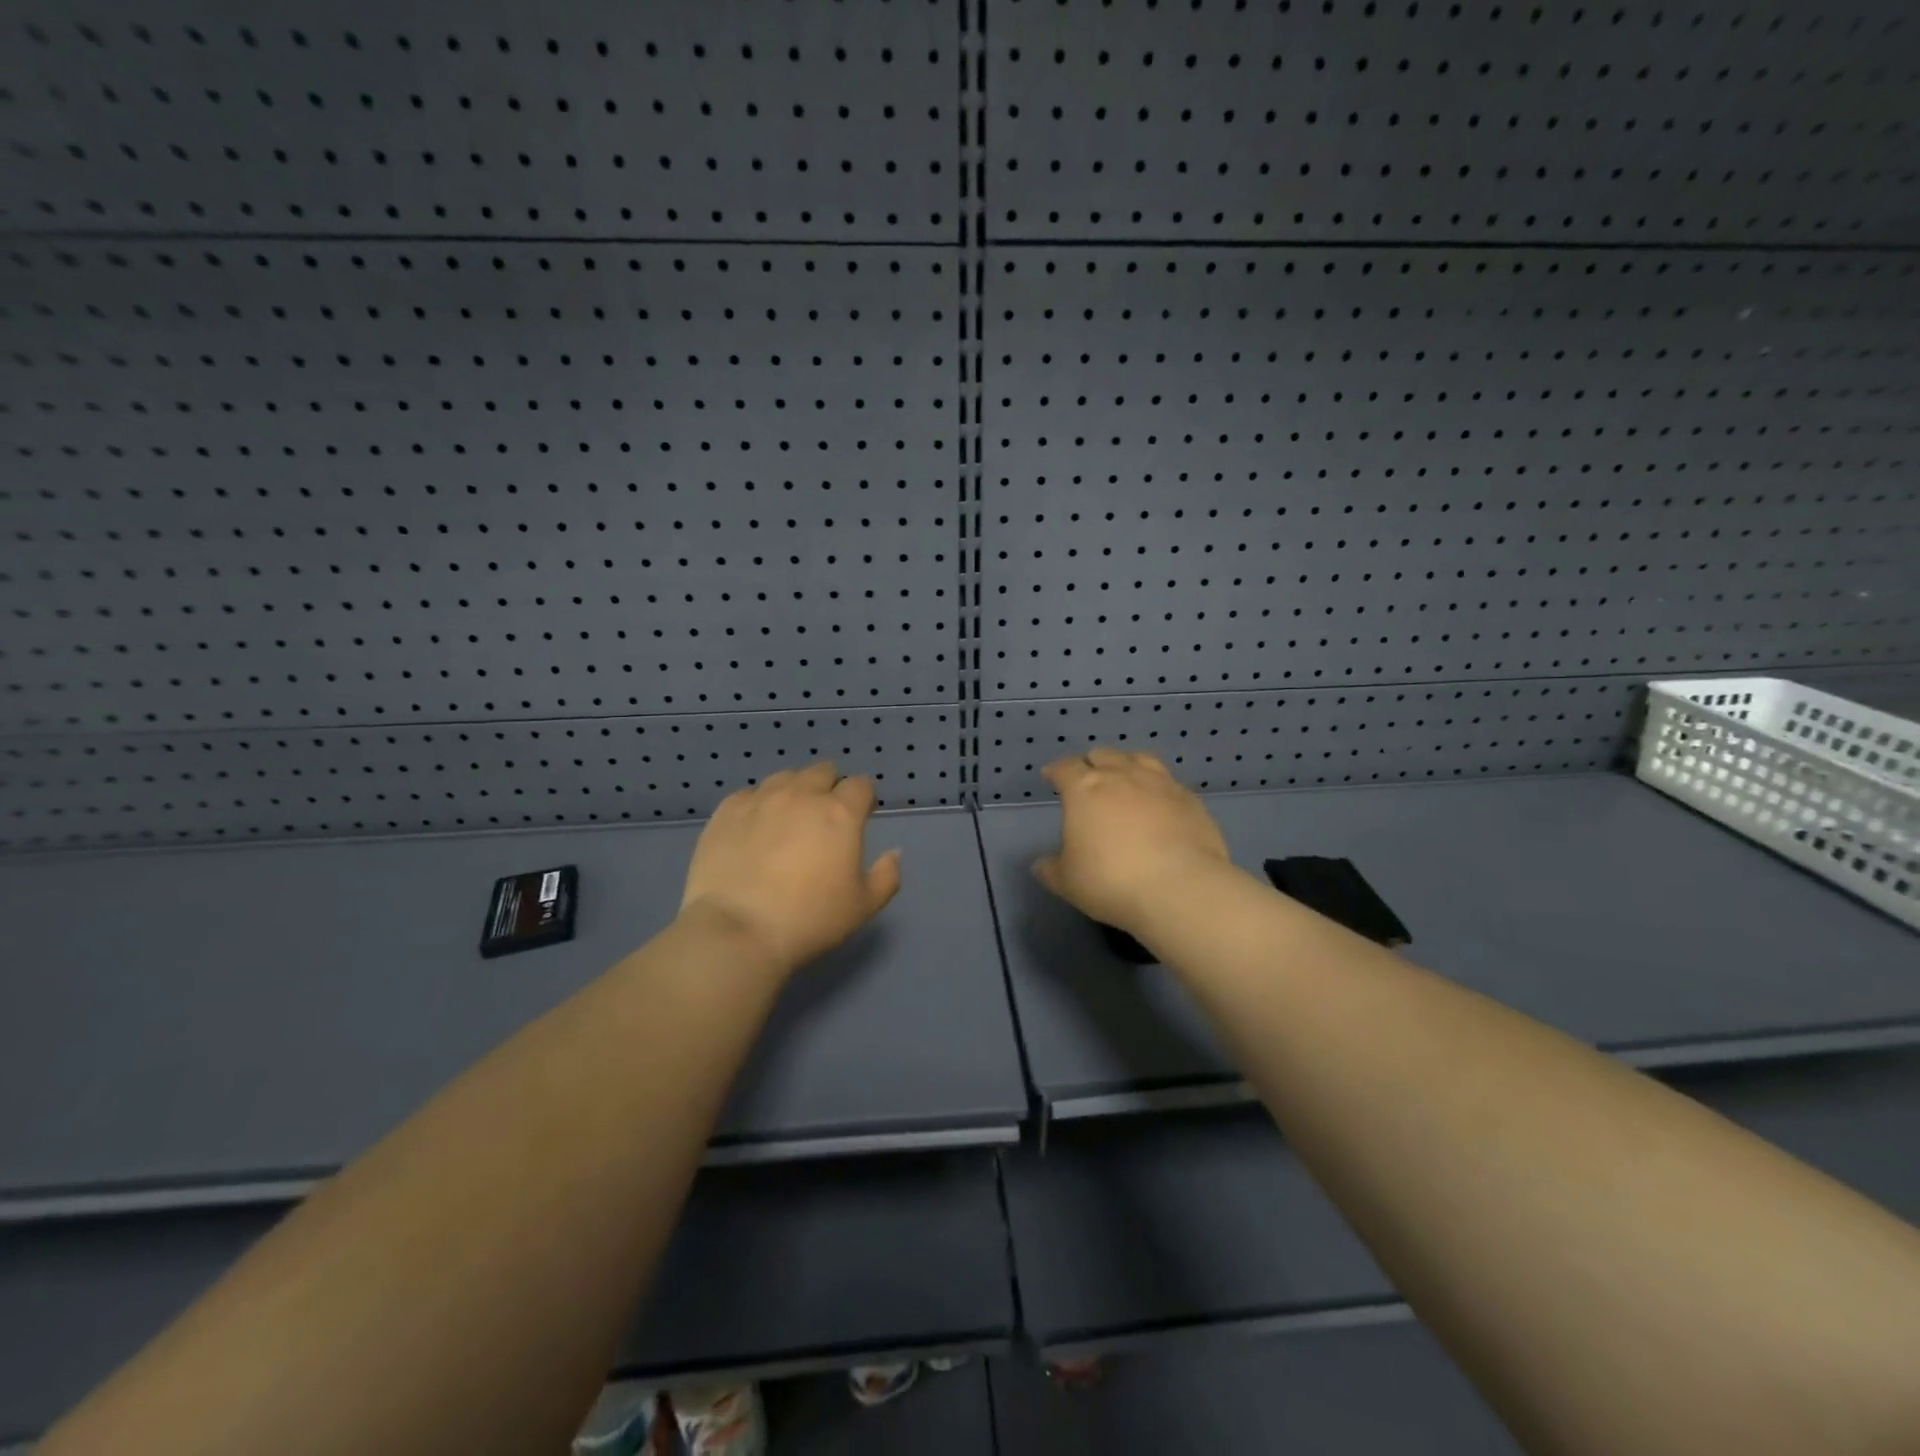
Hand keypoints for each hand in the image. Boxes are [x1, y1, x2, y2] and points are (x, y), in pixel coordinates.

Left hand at [678, 762, 902, 976]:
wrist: (737, 931)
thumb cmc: (809, 920)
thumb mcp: (863, 906)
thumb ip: (887, 875)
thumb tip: (894, 853)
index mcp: (840, 813)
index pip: (861, 785)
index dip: (864, 797)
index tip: (861, 815)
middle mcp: (802, 795)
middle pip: (823, 771)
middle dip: (830, 786)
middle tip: (825, 816)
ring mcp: (760, 799)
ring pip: (785, 777)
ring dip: (795, 790)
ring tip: (789, 818)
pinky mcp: (726, 811)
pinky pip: (749, 794)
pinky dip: (759, 803)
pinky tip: (755, 827)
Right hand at [1033, 748, 1232, 935]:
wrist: (1180, 888)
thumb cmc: (1111, 881)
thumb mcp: (1068, 882)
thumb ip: (1051, 869)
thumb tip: (1041, 864)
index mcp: (1085, 789)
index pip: (1065, 768)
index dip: (1056, 771)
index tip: (1051, 776)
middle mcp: (1122, 776)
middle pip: (1103, 755)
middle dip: (1092, 763)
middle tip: (1088, 779)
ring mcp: (1160, 783)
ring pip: (1139, 758)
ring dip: (1127, 764)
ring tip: (1126, 778)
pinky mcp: (1190, 799)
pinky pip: (1169, 782)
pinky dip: (1158, 787)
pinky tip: (1159, 803)